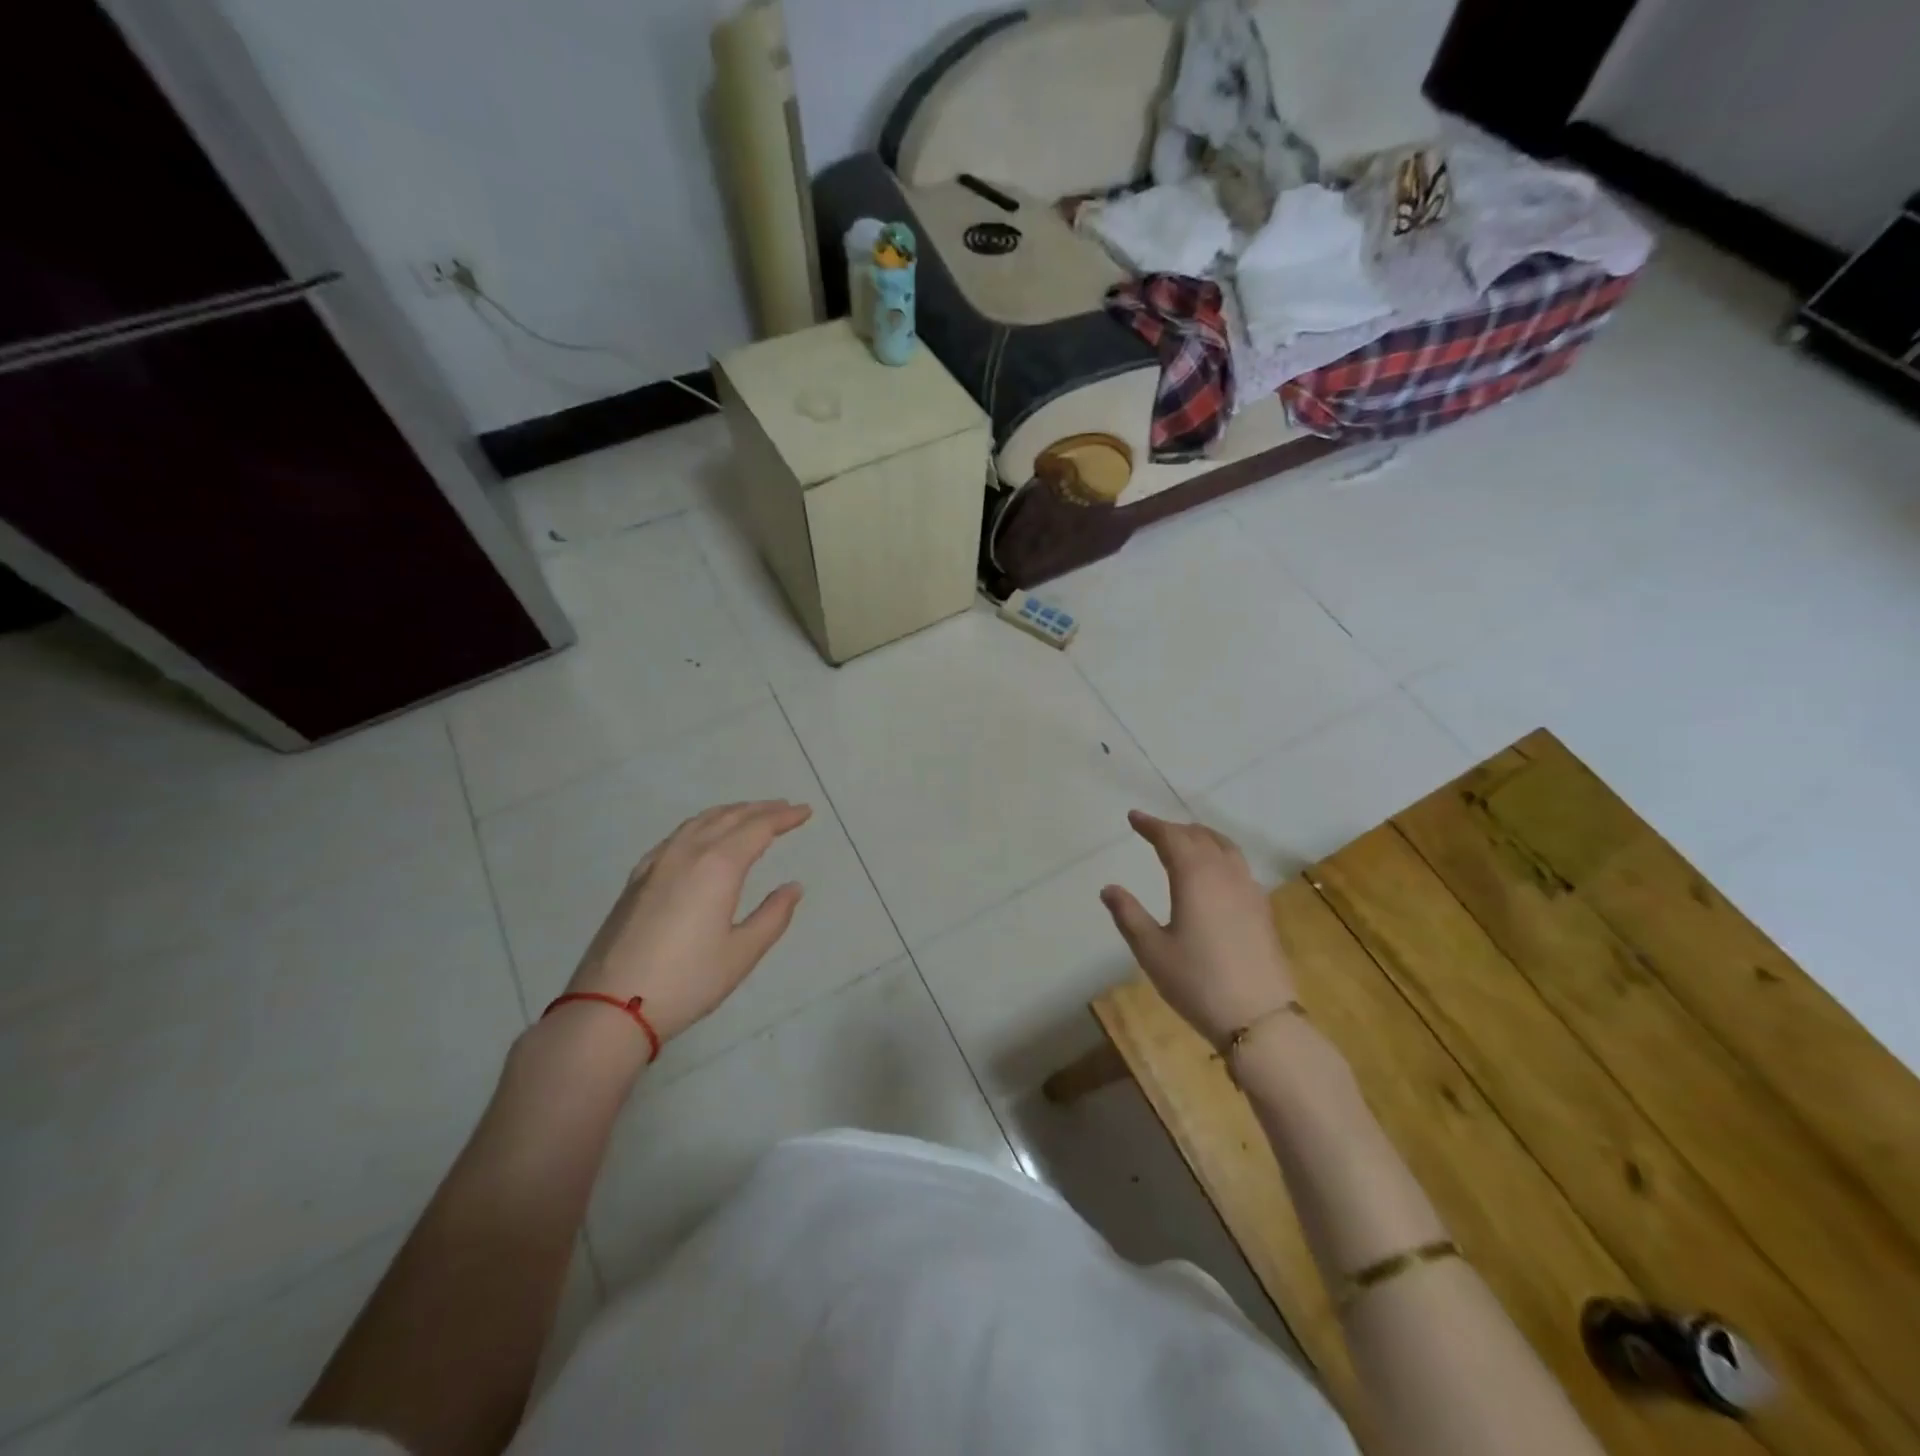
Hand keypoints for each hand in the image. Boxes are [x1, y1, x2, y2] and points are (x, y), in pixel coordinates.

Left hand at [563, 801, 811, 1043]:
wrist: (610, 1007)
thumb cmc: (686, 981)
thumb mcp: (741, 953)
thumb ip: (773, 916)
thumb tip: (794, 887)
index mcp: (718, 867)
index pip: (758, 828)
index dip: (784, 817)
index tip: (805, 811)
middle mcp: (687, 853)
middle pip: (729, 817)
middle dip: (760, 809)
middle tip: (784, 807)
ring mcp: (657, 863)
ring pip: (699, 822)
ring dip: (730, 813)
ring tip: (749, 814)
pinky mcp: (637, 879)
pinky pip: (676, 836)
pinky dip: (700, 826)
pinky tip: (701, 837)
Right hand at [1100, 810, 1297, 1046]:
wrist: (1259, 1019)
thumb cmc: (1197, 982)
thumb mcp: (1152, 950)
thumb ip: (1129, 915)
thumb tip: (1109, 888)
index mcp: (1195, 877)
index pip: (1172, 838)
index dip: (1151, 825)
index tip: (1134, 817)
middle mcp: (1225, 875)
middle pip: (1200, 837)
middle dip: (1175, 830)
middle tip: (1154, 831)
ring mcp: (1249, 891)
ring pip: (1226, 848)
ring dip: (1202, 838)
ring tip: (1186, 842)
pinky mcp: (1263, 910)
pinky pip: (1239, 866)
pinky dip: (1221, 856)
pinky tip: (1215, 874)